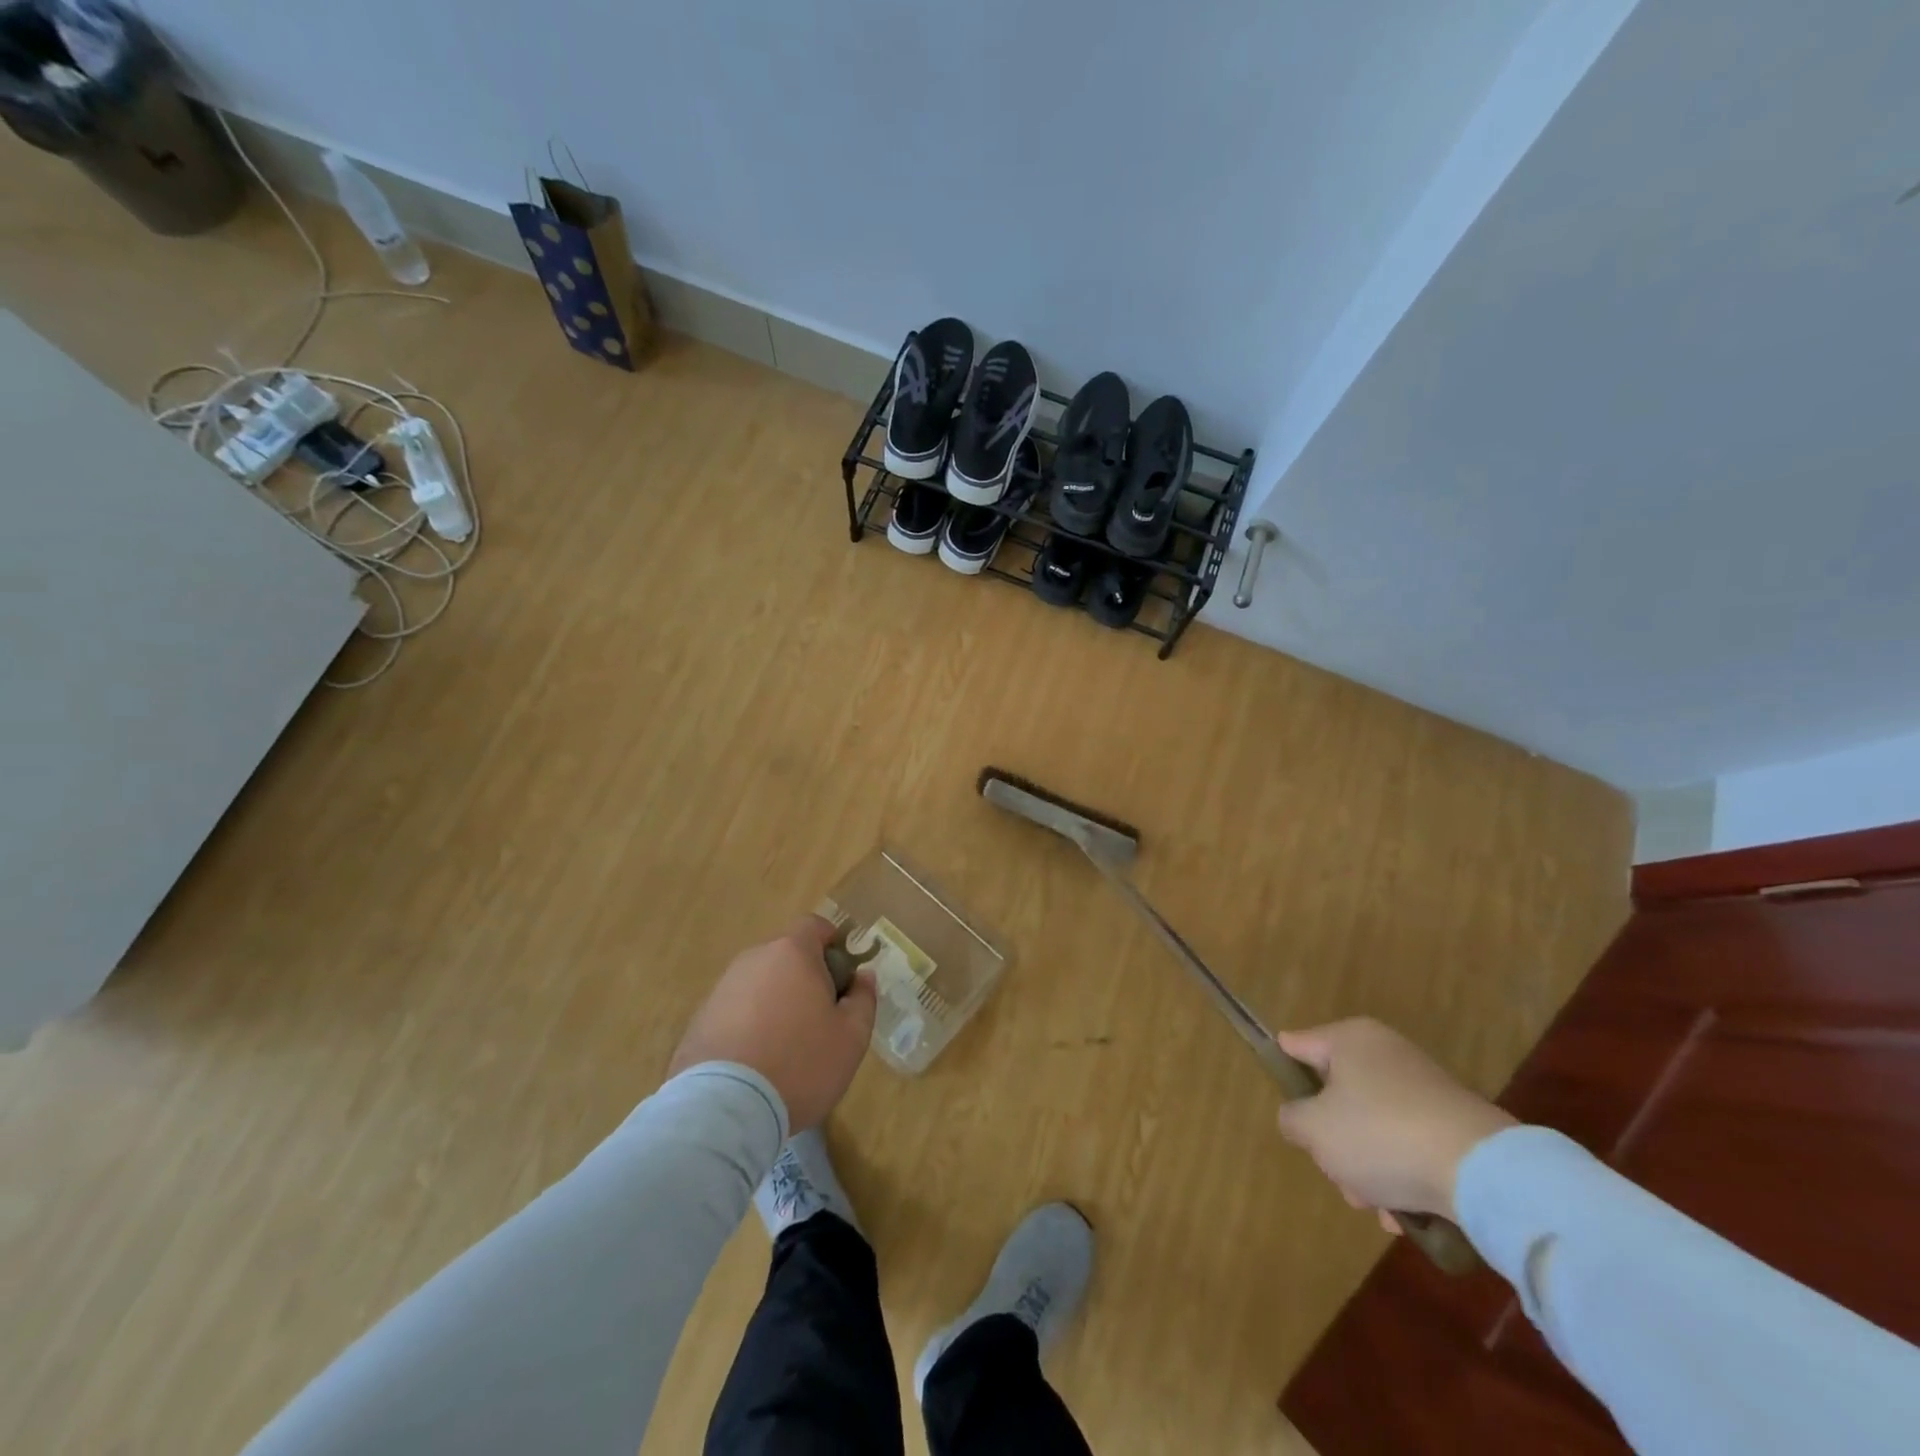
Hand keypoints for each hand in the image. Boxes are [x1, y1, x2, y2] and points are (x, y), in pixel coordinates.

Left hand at [669, 916, 877, 1131]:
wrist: (724, 1109)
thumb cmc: (800, 1064)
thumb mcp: (851, 1037)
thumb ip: (863, 999)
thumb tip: (863, 976)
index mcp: (792, 953)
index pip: (814, 925)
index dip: (833, 943)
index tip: (843, 976)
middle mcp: (754, 960)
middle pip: (786, 955)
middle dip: (805, 977)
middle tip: (821, 1018)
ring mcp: (722, 988)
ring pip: (760, 984)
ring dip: (776, 1002)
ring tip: (787, 1046)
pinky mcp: (699, 1020)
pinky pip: (736, 1011)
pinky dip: (750, 1025)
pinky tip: (757, 1062)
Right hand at [1273, 1018, 1515, 1227]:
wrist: (1482, 1172)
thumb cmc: (1381, 1135)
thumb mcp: (1314, 1129)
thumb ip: (1292, 1119)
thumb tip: (1299, 1118)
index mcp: (1349, 1039)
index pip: (1297, 1045)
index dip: (1283, 1072)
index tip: (1284, 1105)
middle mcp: (1386, 1054)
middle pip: (1336, 1096)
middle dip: (1333, 1141)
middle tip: (1337, 1172)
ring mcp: (1424, 1089)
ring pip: (1372, 1127)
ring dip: (1366, 1167)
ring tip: (1376, 1204)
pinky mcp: (1454, 1126)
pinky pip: (1409, 1146)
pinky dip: (1402, 1176)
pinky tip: (1404, 1213)